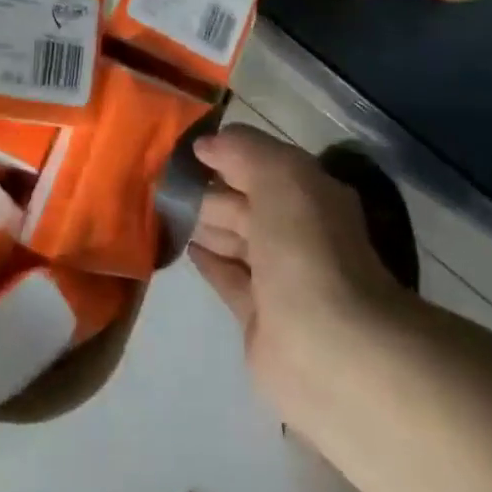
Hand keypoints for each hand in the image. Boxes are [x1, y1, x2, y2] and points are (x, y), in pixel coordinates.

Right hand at [190, 126, 403, 431]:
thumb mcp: (279, 175)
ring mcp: (280, 278)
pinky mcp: (259, 318)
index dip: (227, 152)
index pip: (263, 163)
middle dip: (211, 189)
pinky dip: (208, 260)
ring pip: (236, 239)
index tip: (183, 147)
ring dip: (205, 222)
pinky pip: (228, 278)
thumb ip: (242, 149)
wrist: (327, 347)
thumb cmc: (305, 248)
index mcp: (311, 195)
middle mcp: (299, 233)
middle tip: (164, 180)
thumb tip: (205, 145)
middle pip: (247, 202)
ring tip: (165, 207)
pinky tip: (183, 246)